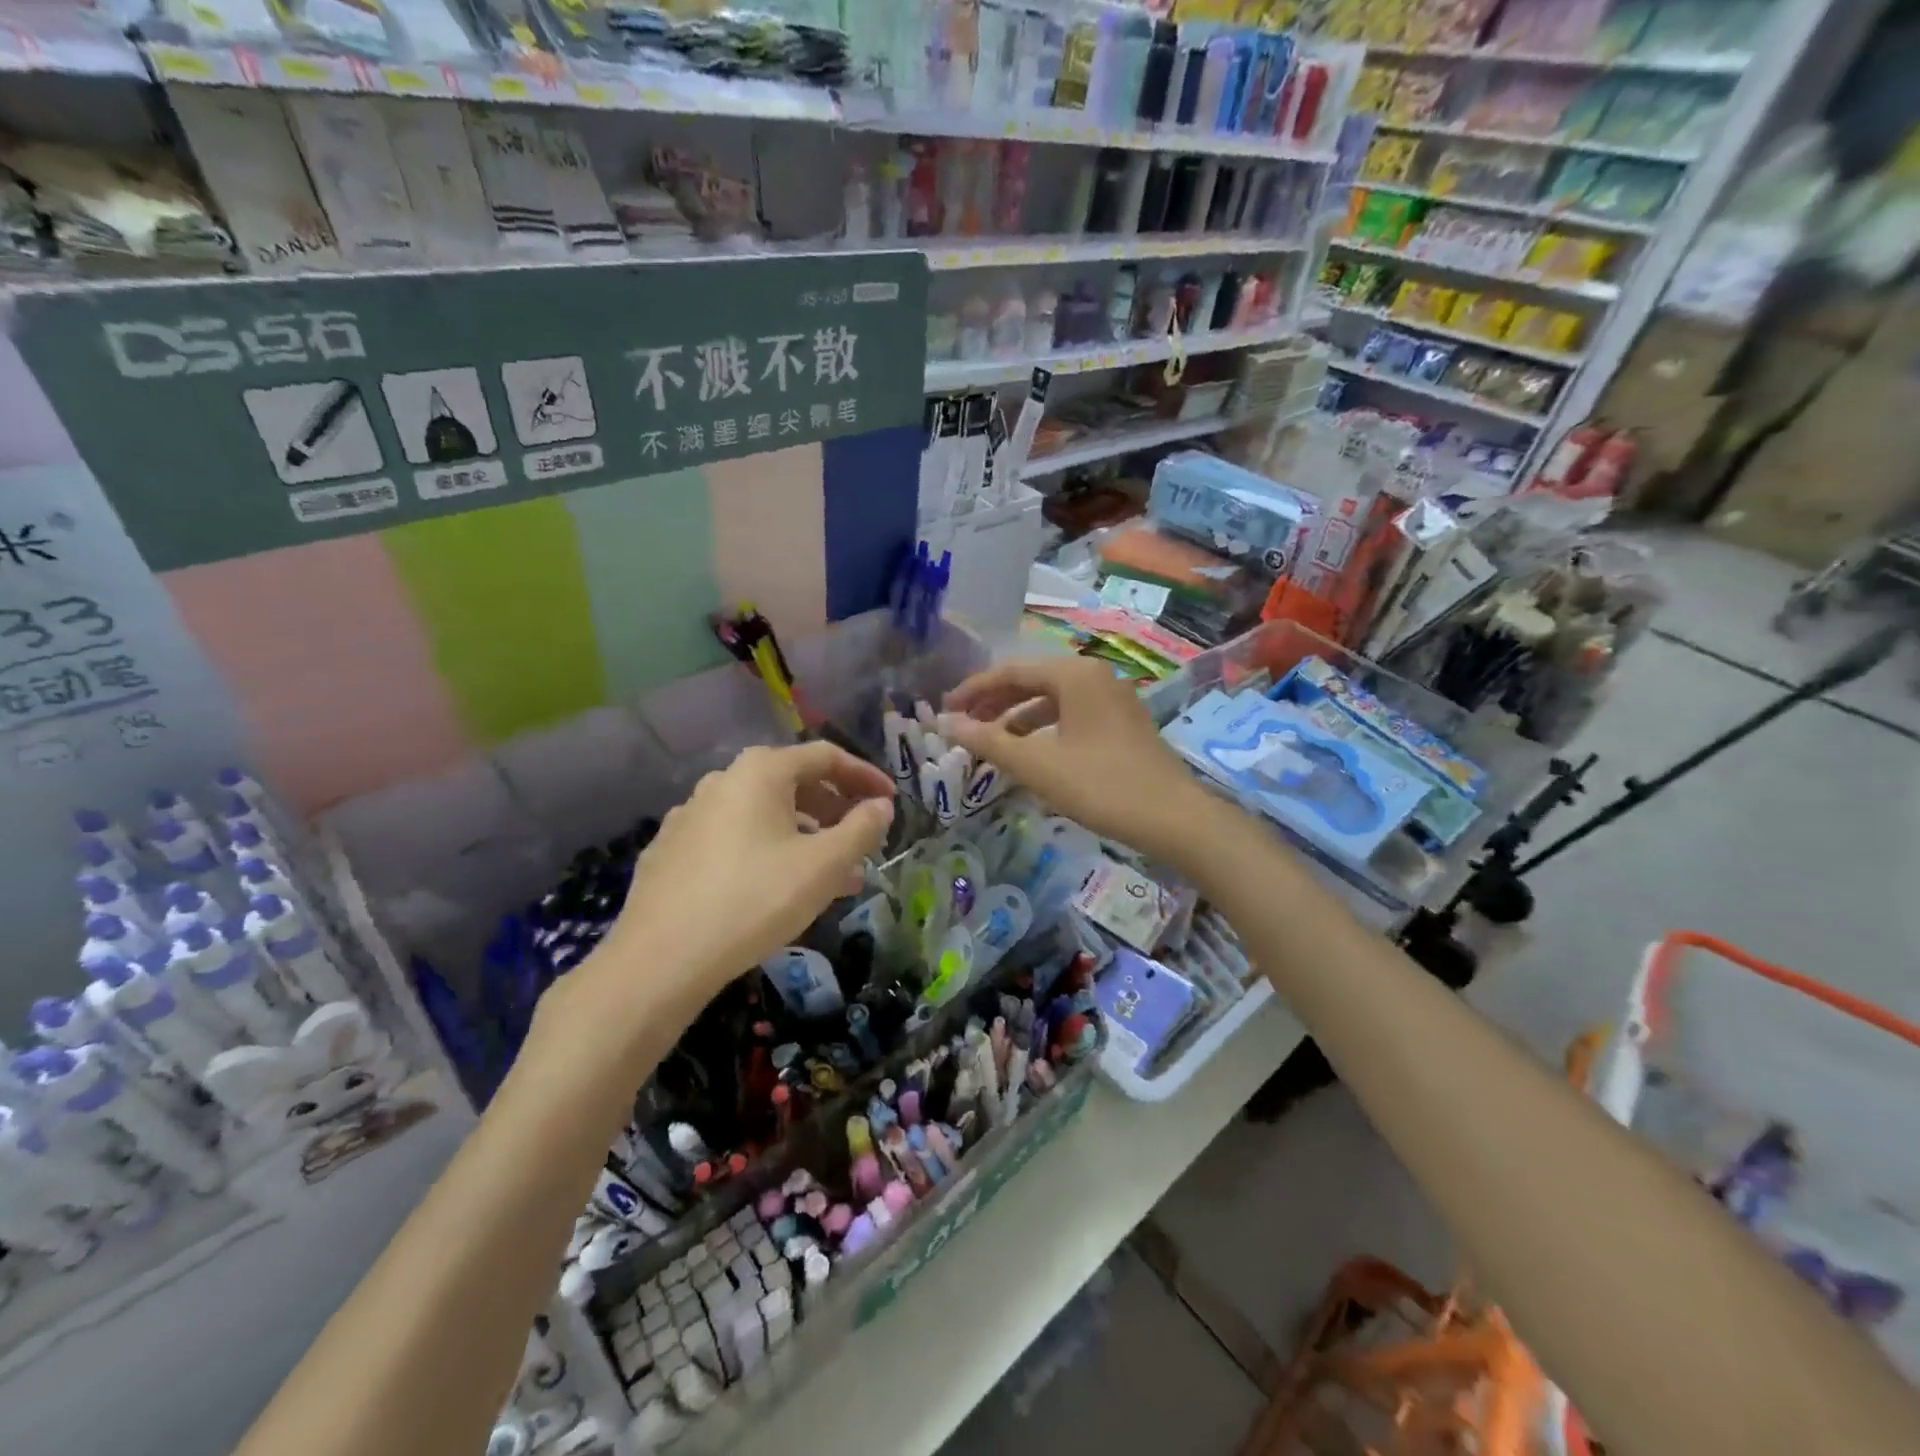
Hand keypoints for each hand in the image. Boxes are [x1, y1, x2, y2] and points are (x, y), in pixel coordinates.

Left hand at [573, 743, 894, 1032]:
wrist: (659, 960)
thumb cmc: (753, 901)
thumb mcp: (823, 866)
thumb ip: (861, 830)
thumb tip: (880, 806)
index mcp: (760, 772)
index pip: (824, 756)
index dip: (864, 776)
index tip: (890, 801)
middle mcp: (722, 781)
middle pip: (792, 782)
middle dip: (834, 810)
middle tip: (861, 840)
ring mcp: (690, 815)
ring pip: (763, 815)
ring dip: (804, 836)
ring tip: (830, 875)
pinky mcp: (671, 850)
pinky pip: (734, 838)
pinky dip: (767, 850)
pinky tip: (777, 888)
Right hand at [940, 656, 1210, 860]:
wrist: (1173, 818)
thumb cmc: (1100, 785)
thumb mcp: (1037, 765)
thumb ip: (988, 741)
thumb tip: (944, 723)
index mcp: (1074, 674)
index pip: (1010, 671)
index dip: (972, 690)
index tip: (944, 711)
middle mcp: (1094, 676)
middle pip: (1031, 680)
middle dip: (994, 702)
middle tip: (963, 725)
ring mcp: (1112, 698)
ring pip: (1052, 699)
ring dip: (1017, 718)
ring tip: (990, 742)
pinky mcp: (1122, 723)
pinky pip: (1071, 715)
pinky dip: (1043, 729)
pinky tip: (1030, 753)